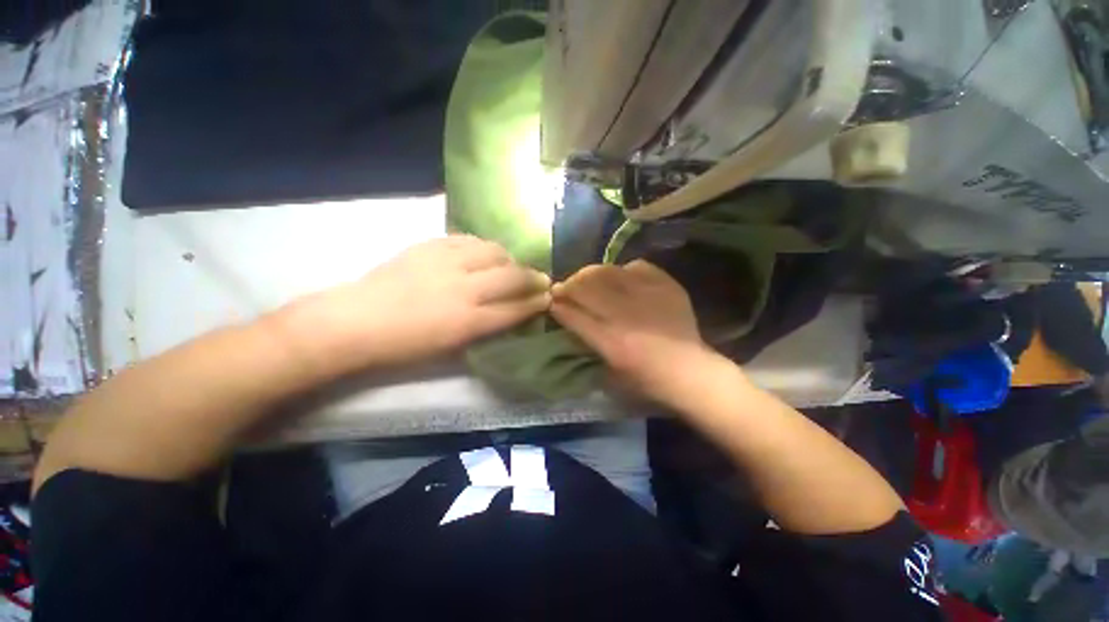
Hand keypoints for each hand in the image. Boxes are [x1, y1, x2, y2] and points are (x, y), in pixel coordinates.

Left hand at [285, 236, 550, 372]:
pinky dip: (483, 246)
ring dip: (509, 259)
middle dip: (533, 278)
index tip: (549, 297)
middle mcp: (464, 289)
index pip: (516, 308)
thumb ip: (485, 327)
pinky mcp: (430, 246)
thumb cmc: (404, 345)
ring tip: (510, 265)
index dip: (536, 303)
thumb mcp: (451, 347)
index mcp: (468, 321)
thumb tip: (509, 312)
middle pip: (512, 277)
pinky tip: (483, 252)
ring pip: (494, 252)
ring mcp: (447, 263)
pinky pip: (468, 239)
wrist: (355, 321)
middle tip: (541, 279)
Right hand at [551, 260, 719, 404]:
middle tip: (565, 287)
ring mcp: (647, 296)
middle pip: (586, 288)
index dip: (558, 305)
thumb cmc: (646, 380)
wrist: (690, 372)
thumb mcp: (609, 373)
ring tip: (586, 278)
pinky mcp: (666, 286)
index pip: (573, 314)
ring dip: (590, 274)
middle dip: (569, 285)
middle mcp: (625, 314)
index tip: (551, 300)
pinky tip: (620, 278)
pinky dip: (623, 270)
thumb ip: (587, 345)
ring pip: (607, 272)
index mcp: (610, 341)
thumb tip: (572, 319)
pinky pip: (636, 266)